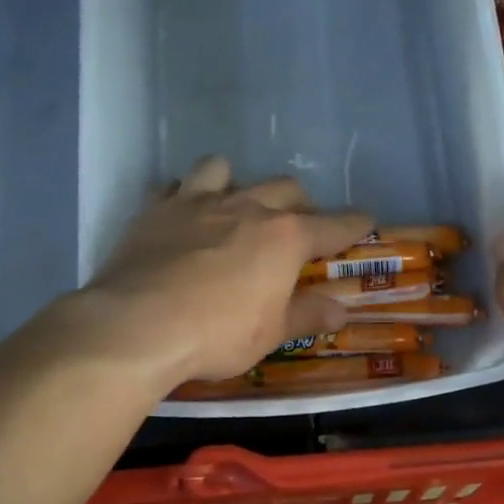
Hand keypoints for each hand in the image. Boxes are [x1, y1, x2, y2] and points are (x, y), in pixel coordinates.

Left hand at [83, 156, 373, 386]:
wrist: (137, 325)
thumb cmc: (216, 335)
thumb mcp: (270, 334)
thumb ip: (307, 314)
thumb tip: (341, 309)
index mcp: (284, 237)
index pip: (333, 224)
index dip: (354, 224)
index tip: (366, 222)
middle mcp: (246, 207)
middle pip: (285, 188)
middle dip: (299, 204)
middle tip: (296, 229)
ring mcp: (197, 202)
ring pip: (226, 169)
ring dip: (238, 184)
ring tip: (234, 209)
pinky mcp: (155, 209)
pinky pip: (176, 186)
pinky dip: (186, 196)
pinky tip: (184, 217)